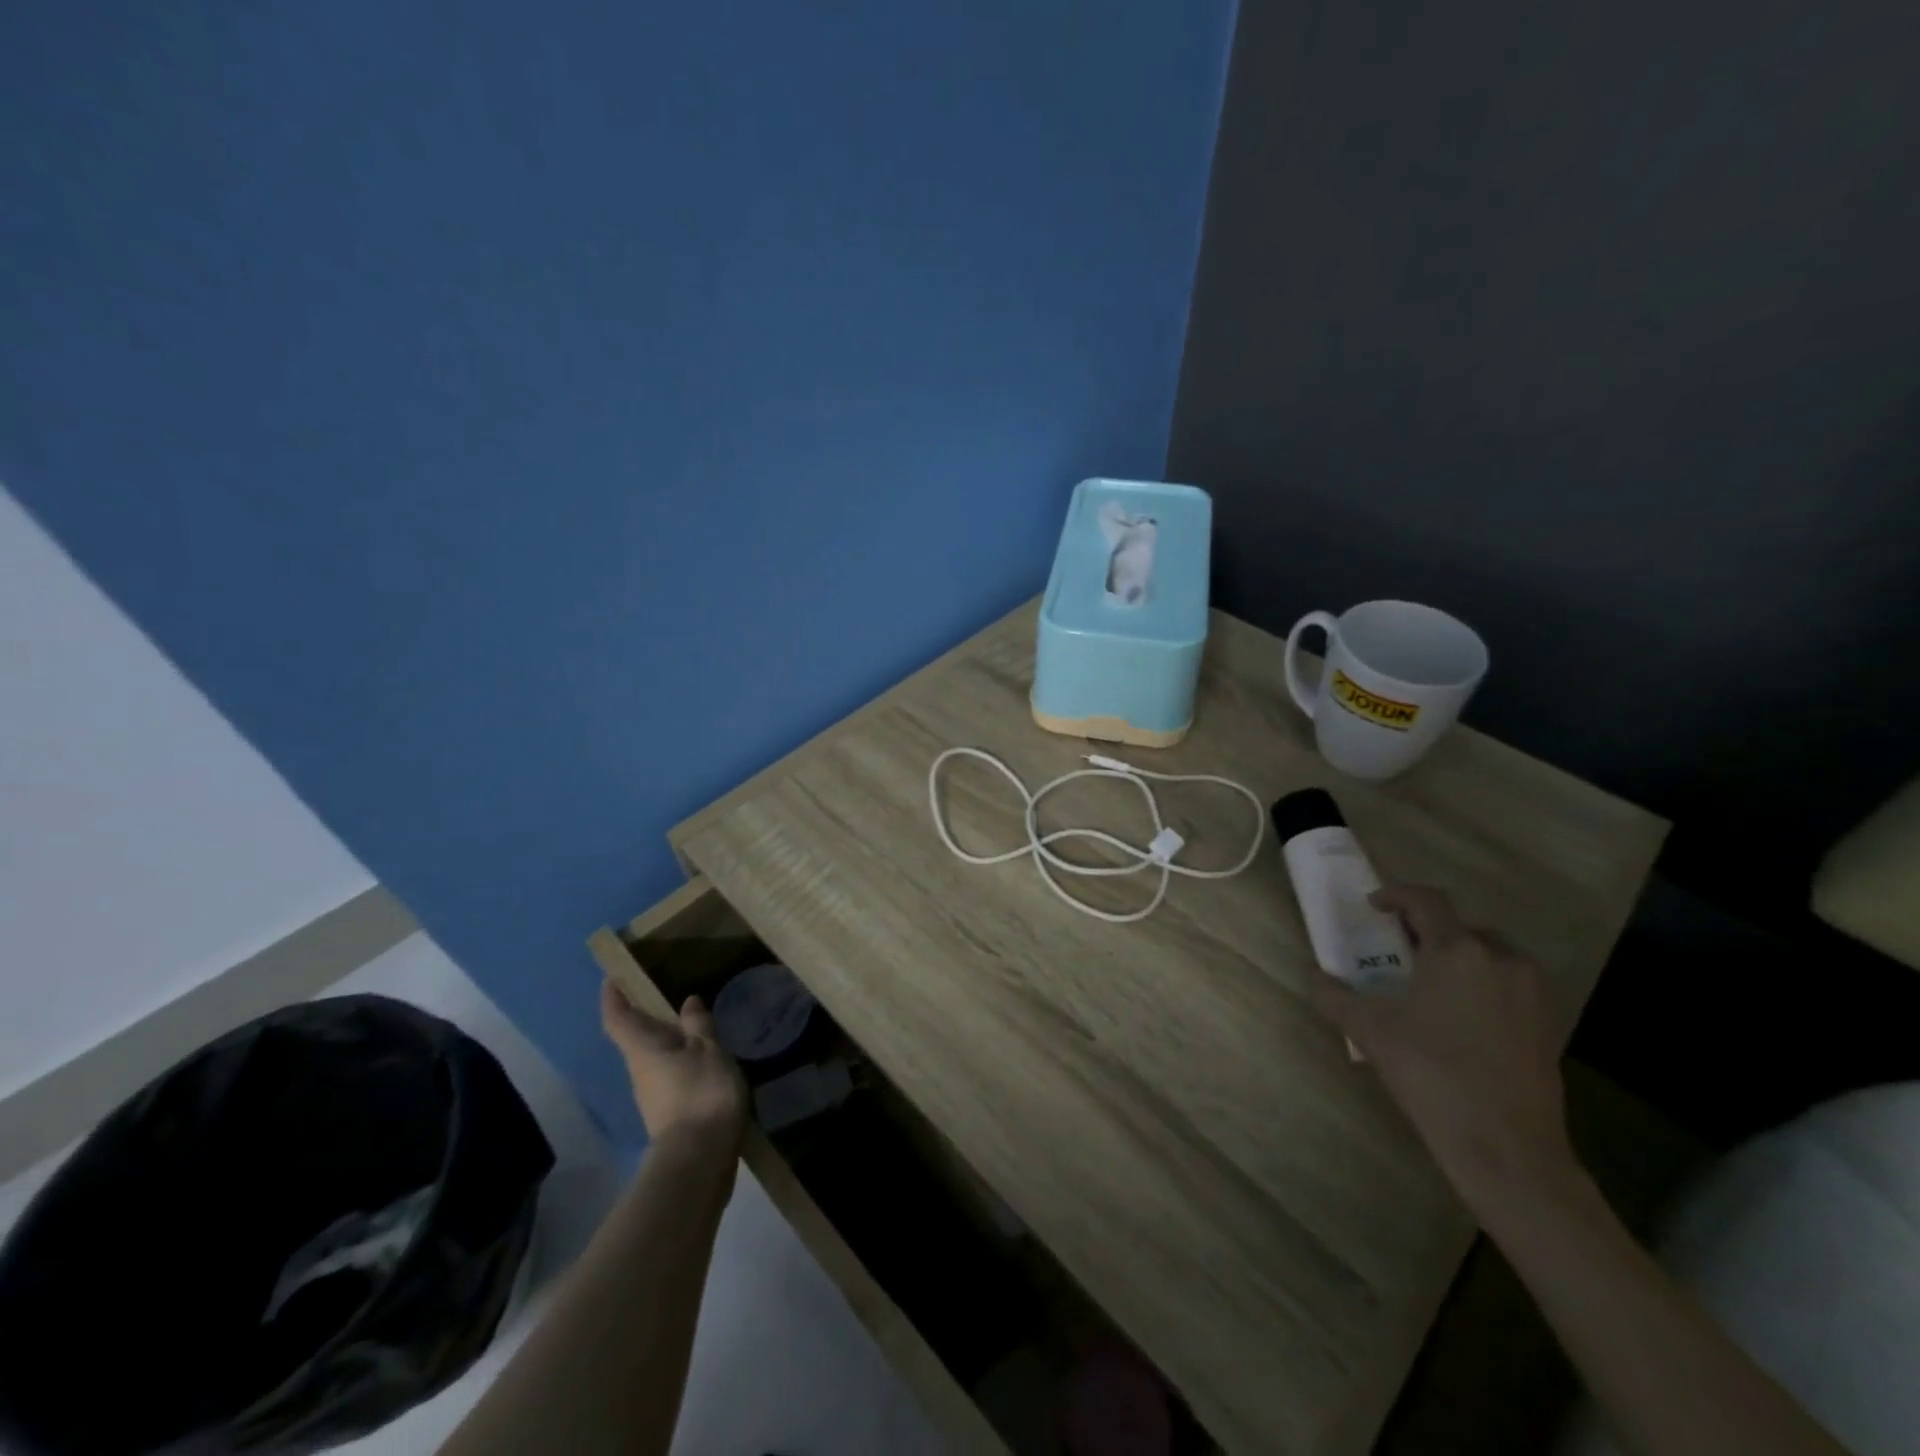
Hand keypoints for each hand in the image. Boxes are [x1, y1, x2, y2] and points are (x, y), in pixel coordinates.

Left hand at [600, 981, 748, 1156]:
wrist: (699, 1160)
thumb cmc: (701, 1093)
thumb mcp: (708, 1050)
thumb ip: (699, 1025)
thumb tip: (687, 1002)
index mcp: (644, 1050)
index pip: (619, 1018)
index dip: (613, 998)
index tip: (611, 979)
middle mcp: (640, 1071)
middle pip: (636, 1040)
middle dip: (646, 1019)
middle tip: (664, 998)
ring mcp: (652, 1096)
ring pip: (654, 1059)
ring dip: (668, 1043)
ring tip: (693, 1027)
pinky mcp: (668, 1115)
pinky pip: (670, 1078)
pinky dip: (682, 1064)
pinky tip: (704, 1062)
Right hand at [1309, 884, 1580, 1220]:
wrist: (1507, 1149)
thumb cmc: (1431, 1075)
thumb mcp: (1369, 1032)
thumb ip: (1334, 996)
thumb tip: (1314, 976)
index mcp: (1457, 951)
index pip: (1426, 901)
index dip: (1396, 894)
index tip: (1374, 905)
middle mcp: (1500, 959)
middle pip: (1460, 926)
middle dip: (1426, 930)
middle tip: (1397, 951)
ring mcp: (1531, 992)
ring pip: (1489, 954)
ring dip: (1457, 956)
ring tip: (1428, 984)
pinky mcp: (1547, 1023)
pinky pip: (1508, 984)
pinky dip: (1481, 984)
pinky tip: (1459, 1017)